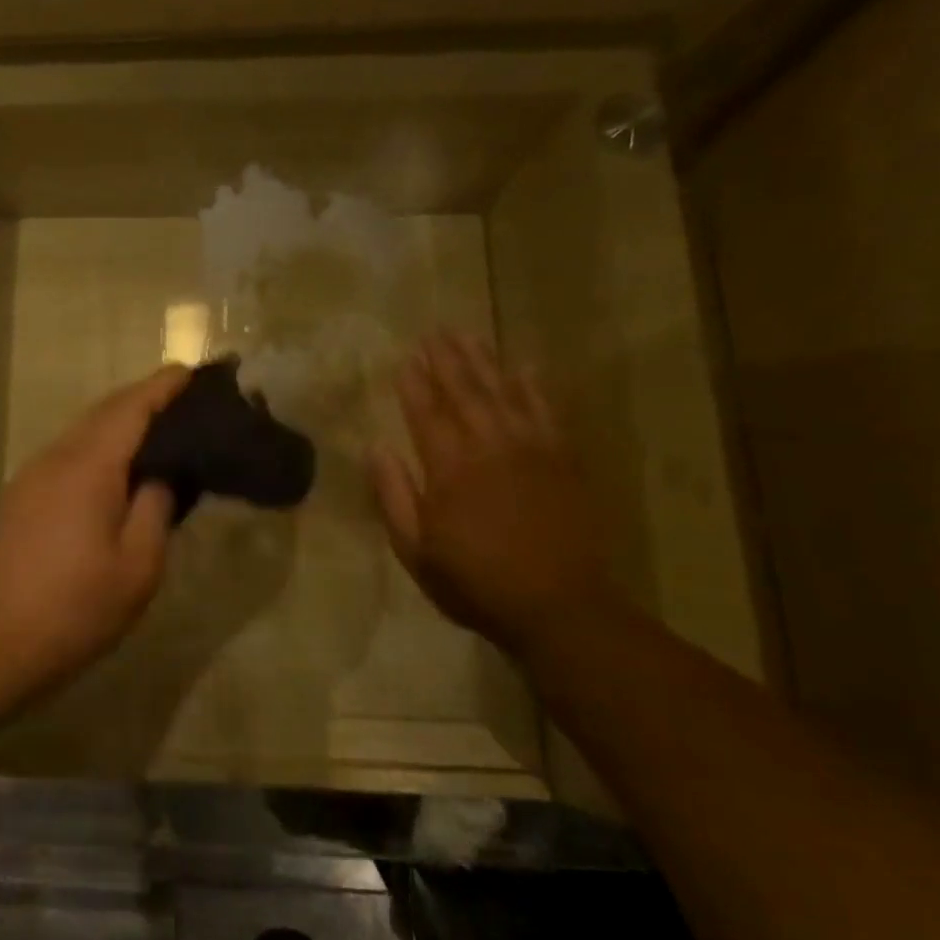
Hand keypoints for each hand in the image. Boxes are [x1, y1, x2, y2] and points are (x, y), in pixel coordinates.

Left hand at [0, 366, 190, 684]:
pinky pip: (65, 457)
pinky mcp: (17, 499)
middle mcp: (54, 458)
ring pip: (81, 434)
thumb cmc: (76, 608)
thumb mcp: (137, 566)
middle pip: (103, 413)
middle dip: (143, 400)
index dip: (164, 386)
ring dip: (118, 425)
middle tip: (184, 403)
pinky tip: (115, 474)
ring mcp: (29, 478)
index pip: (131, 407)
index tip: (194, 371)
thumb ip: (155, 507)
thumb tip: (161, 474)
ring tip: (157, 435)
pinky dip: (97, 450)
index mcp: (88, 466)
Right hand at [368, 332, 612, 650]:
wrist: (560, 607)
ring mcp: (532, 451)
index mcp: (450, 470)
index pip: (426, 414)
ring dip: (485, 362)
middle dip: (447, 360)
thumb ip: (393, 496)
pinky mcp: (564, 461)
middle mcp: (491, 448)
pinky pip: (548, 412)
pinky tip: (525, 366)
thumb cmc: (475, 582)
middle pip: (466, 393)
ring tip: (469, 335)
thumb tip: (376, 448)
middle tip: (434, 331)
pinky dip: (535, 386)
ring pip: (505, 393)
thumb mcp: (415, 550)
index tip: (405, 358)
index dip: (413, 384)